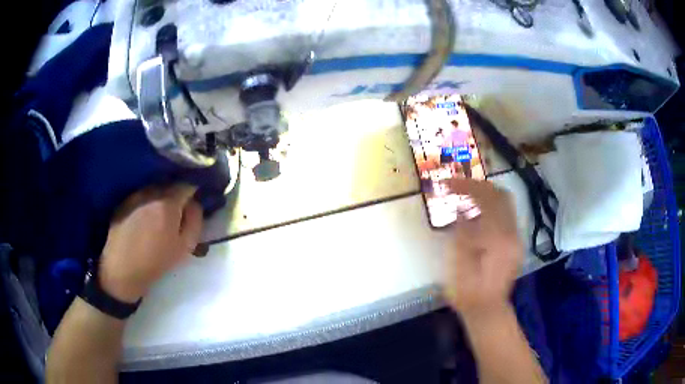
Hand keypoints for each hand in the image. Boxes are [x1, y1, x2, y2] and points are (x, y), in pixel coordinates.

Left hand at [98, 184, 202, 302]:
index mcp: (168, 203)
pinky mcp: (123, 202)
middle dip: (175, 196)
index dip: (192, 193)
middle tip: (176, 213)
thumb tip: (195, 203)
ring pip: (153, 189)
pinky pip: (141, 196)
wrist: (123, 270)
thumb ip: (195, 221)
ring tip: (158, 217)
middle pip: (169, 185)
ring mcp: (135, 196)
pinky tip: (143, 221)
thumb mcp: (185, 247)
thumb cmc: (157, 261)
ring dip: (159, 198)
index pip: (186, 185)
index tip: (192, 205)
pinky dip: (146, 203)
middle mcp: (151, 193)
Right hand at [441, 179, 522, 319]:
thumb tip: (461, 209)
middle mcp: (512, 233)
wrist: (487, 311)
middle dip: (478, 186)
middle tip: (458, 186)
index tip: (447, 183)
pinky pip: (505, 215)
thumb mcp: (458, 264)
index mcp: (497, 238)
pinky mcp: (515, 243)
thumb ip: (461, 232)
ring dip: (485, 195)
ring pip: (505, 203)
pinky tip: (475, 214)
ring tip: (464, 196)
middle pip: (501, 195)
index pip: (486, 198)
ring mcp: (516, 238)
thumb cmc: (468, 292)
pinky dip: (490, 208)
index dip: (466, 186)